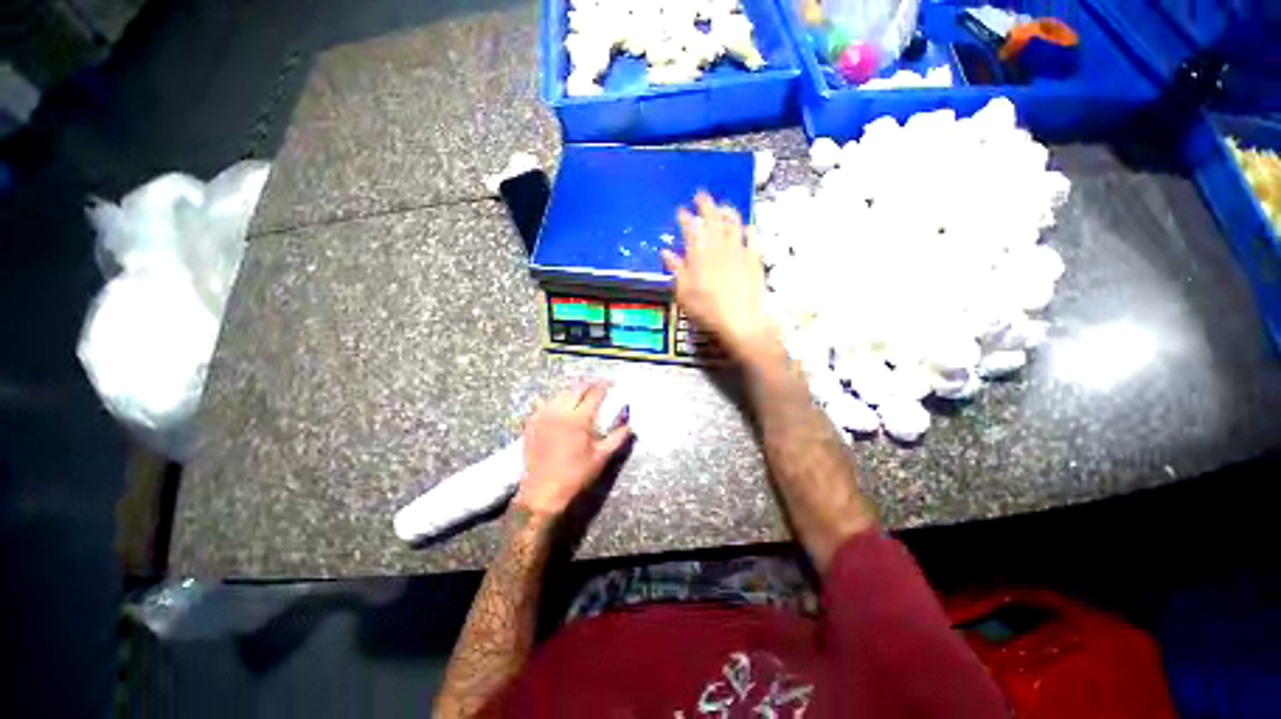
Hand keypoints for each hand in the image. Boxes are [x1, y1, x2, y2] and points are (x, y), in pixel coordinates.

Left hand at [514, 382, 631, 516]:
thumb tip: (629, 425)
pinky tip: (560, 408)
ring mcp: (543, 415)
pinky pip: (545, 404)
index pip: (594, 394)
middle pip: (577, 389)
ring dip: (573, 393)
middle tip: (596, 388)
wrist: (542, 491)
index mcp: (579, 419)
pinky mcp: (532, 422)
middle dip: (588, 386)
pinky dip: (555, 402)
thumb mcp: (601, 457)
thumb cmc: (576, 475)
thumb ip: (617, 438)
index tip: (609, 385)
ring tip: (580, 397)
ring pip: (561, 394)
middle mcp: (560, 412)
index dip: (603, 387)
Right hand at [663, 192, 779, 361]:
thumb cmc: (707, 310)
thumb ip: (676, 270)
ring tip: (723, 206)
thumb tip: (666, 252)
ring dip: (727, 212)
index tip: (680, 210)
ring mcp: (739, 251)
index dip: (685, 217)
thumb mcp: (684, 293)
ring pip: (734, 224)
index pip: (691, 228)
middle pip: (712, 219)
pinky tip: (747, 227)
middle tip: (701, 195)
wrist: (740, 321)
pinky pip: (753, 238)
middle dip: (706, 204)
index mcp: (699, 254)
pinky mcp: (755, 259)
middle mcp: (719, 247)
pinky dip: (748, 230)